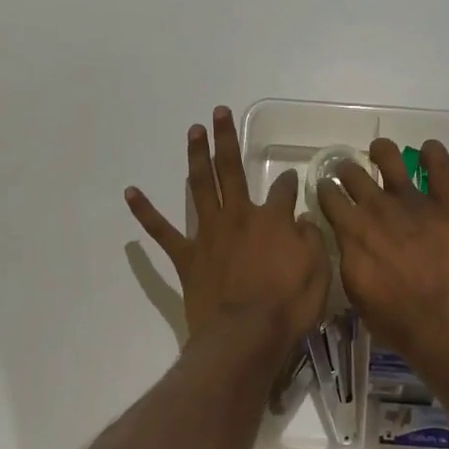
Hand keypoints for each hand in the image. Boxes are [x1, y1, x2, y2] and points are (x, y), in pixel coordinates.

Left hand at [126, 107, 329, 354]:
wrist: (244, 337)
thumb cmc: (287, 306)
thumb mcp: (317, 271)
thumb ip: (310, 240)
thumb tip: (301, 221)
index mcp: (272, 220)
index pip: (283, 191)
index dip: (290, 182)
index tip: (293, 178)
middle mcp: (238, 216)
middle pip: (231, 169)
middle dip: (226, 139)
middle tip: (218, 112)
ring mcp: (208, 234)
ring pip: (200, 187)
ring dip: (196, 157)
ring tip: (193, 131)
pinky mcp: (187, 256)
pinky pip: (161, 231)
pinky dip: (145, 211)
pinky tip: (131, 192)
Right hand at [318, 138, 448, 363]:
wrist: (444, 321)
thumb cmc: (395, 319)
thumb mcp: (355, 293)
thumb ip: (348, 259)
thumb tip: (347, 244)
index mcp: (351, 230)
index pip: (329, 196)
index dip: (324, 190)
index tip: (326, 190)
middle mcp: (377, 208)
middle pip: (353, 173)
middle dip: (347, 170)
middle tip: (349, 174)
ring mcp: (411, 202)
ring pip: (390, 159)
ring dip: (382, 151)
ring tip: (380, 151)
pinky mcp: (444, 204)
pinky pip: (439, 168)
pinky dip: (434, 153)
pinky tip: (429, 149)